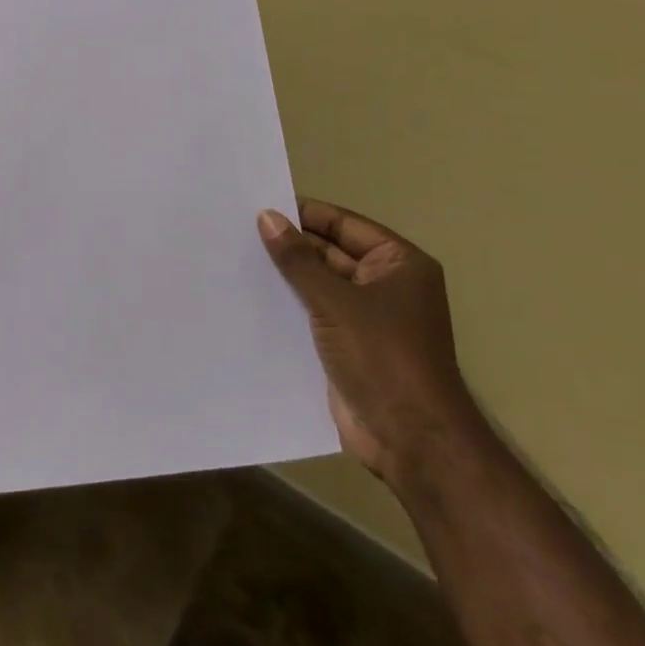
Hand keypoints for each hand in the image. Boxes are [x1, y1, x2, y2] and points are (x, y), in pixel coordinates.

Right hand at [258, 199, 480, 486]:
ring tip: (235, 260)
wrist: (409, 438)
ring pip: (319, 284)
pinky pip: (313, 313)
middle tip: (237, 233)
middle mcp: (386, 285)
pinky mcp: (348, 345)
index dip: (303, 215)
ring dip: (285, 277)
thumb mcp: (335, 301)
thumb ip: (298, 259)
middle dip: (290, 246)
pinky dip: (288, 305)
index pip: (343, 224)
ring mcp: (367, 317)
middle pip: (330, 252)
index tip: (257, 207)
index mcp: (399, 264)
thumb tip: (266, 217)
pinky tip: (250, 298)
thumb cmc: (382, 357)